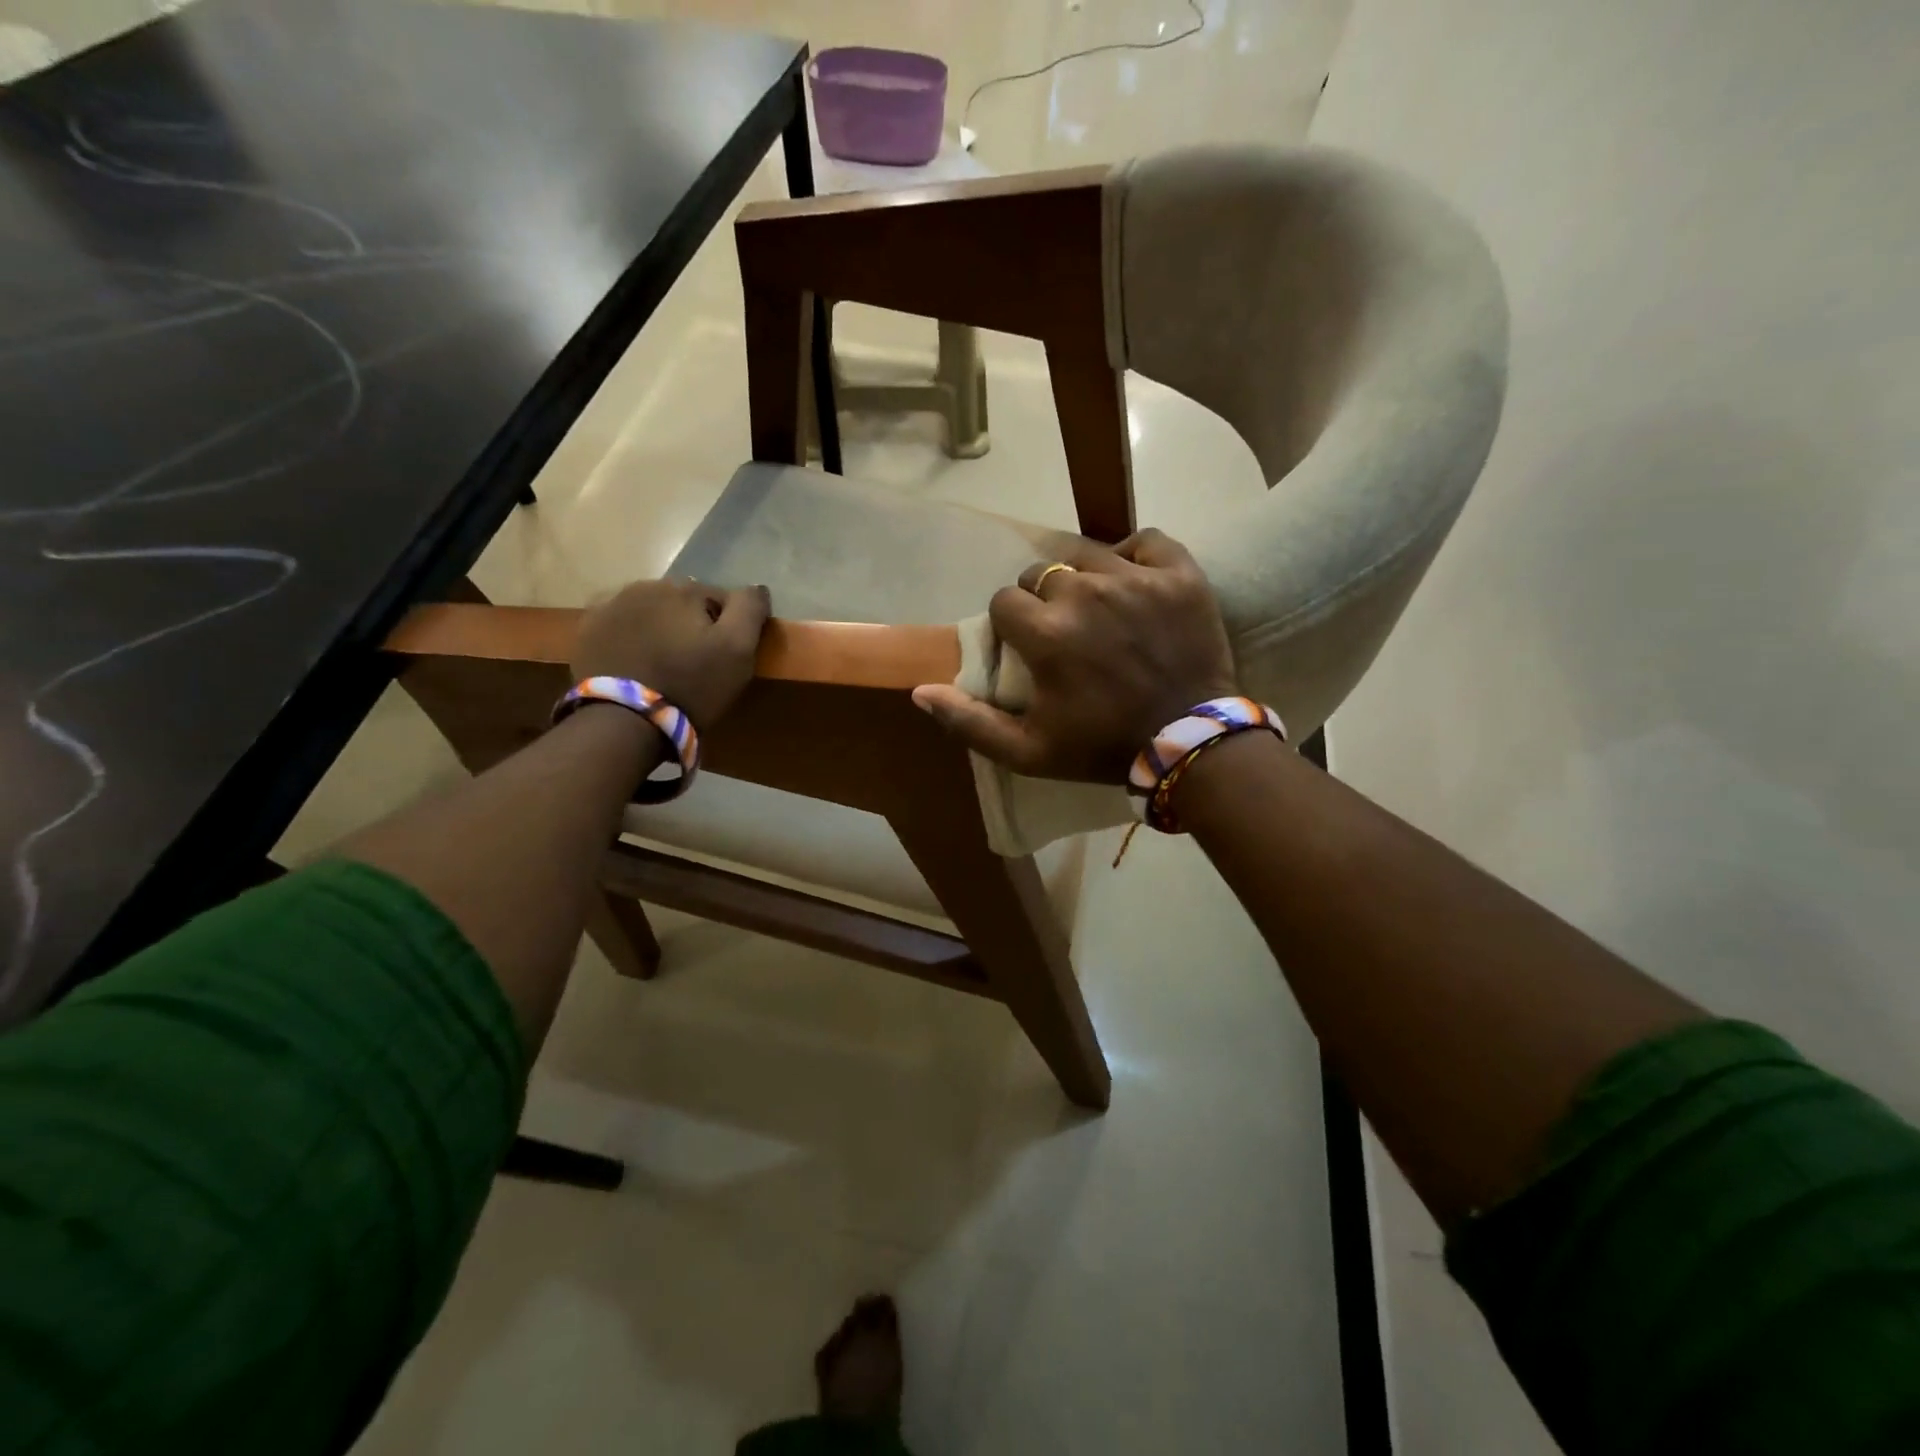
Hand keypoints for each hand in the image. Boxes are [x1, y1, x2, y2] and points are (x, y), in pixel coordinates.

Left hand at [571, 578, 771, 727]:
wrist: (624, 721)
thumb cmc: (691, 685)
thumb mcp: (738, 649)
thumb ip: (750, 609)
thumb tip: (756, 587)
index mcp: (684, 588)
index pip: (722, 599)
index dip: (729, 629)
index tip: (725, 659)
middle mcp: (645, 585)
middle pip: (683, 604)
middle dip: (692, 626)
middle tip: (695, 665)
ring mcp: (610, 605)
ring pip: (651, 612)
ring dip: (661, 630)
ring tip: (663, 667)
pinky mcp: (587, 630)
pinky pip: (620, 627)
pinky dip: (631, 639)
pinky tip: (636, 665)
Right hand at [912, 529, 1236, 782]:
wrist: (1189, 744)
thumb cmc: (1102, 748)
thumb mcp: (1027, 752)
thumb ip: (970, 722)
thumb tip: (920, 691)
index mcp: (1045, 633)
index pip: (1003, 602)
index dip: (1011, 624)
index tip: (1028, 646)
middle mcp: (1084, 594)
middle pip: (1041, 574)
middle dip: (1043, 601)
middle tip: (1065, 632)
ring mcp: (1135, 580)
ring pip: (1087, 554)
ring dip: (1083, 578)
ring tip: (1098, 607)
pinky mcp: (1179, 575)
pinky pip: (1145, 540)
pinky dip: (1134, 555)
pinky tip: (1132, 580)